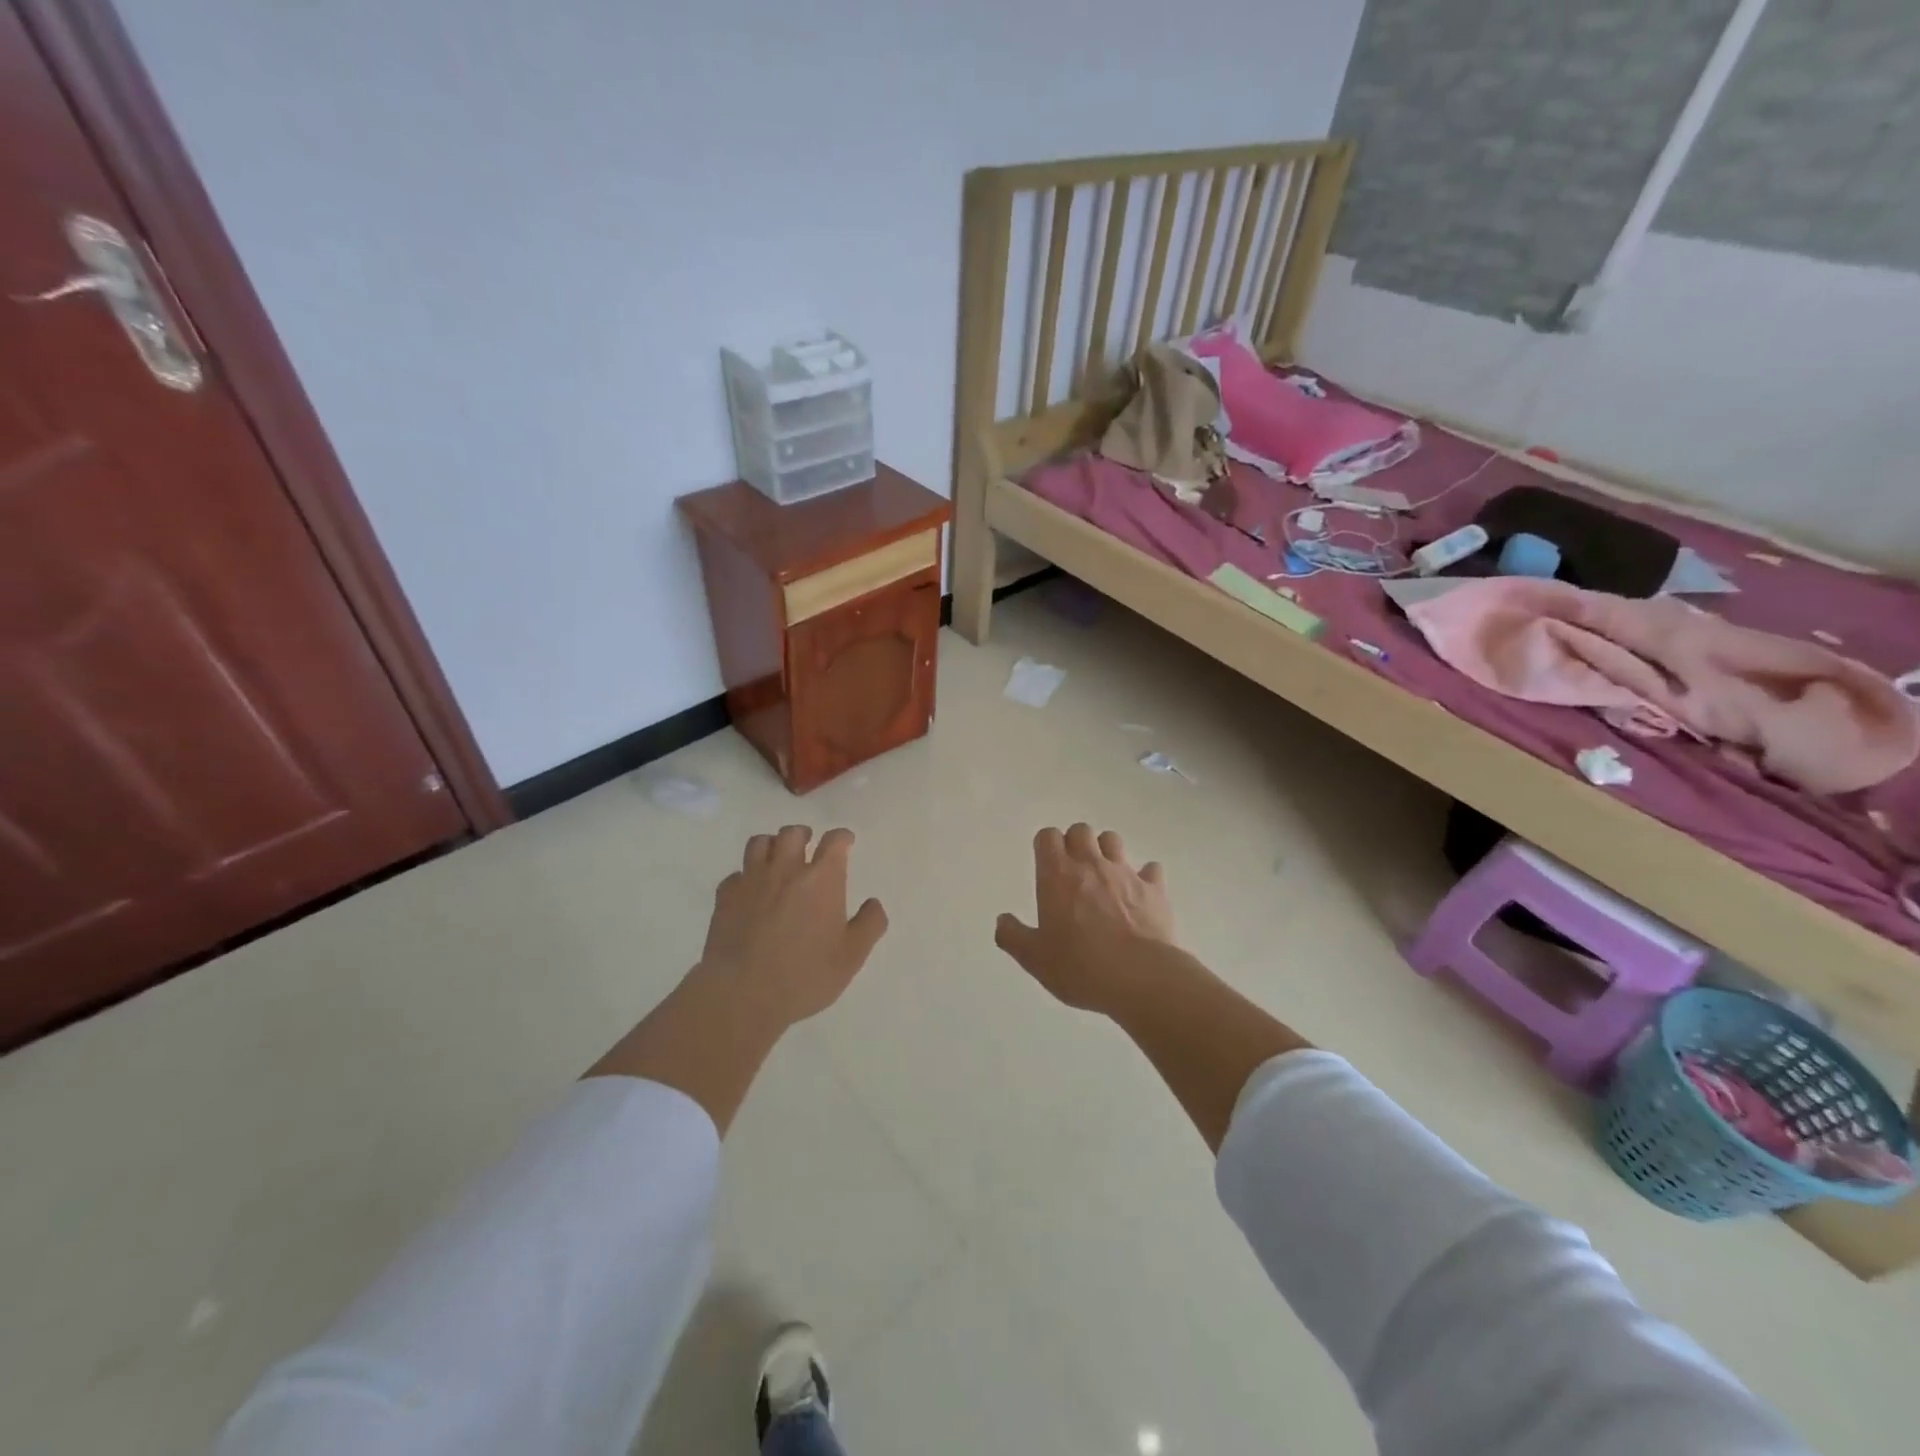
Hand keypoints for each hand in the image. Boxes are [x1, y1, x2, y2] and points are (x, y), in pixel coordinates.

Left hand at [698, 824, 888, 1029]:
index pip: (834, 841)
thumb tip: (873, 903)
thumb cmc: (805, 975)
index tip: (846, 842)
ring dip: (772, 845)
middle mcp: (786, 870)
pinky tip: (750, 891)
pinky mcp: (724, 898)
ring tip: (778, 859)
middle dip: (804, 835)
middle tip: (809, 845)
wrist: (742, 994)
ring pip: (760, 843)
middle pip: (793, 833)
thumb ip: (869, 925)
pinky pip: (735, 874)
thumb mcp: (851, 957)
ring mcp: (751, 881)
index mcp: (822, 879)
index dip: (842, 837)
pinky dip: (745, 876)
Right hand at [994, 823, 1176, 1014]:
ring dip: (1106, 852)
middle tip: (1072, 870)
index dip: (1045, 846)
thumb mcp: (1034, 959)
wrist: (1141, 978)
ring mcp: (1126, 874)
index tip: (1045, 864)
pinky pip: (1151, 869)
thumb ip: (1013, 936)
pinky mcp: (1155, 890)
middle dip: (1075, 843)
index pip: (1048, 837)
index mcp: (1057, 874)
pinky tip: (1140, 893)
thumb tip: (1003, 921)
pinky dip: (1144, 876)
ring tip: (1104, 876)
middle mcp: (1091, 864)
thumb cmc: (1080, 966)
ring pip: (1113, 841)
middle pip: (1081, 830)